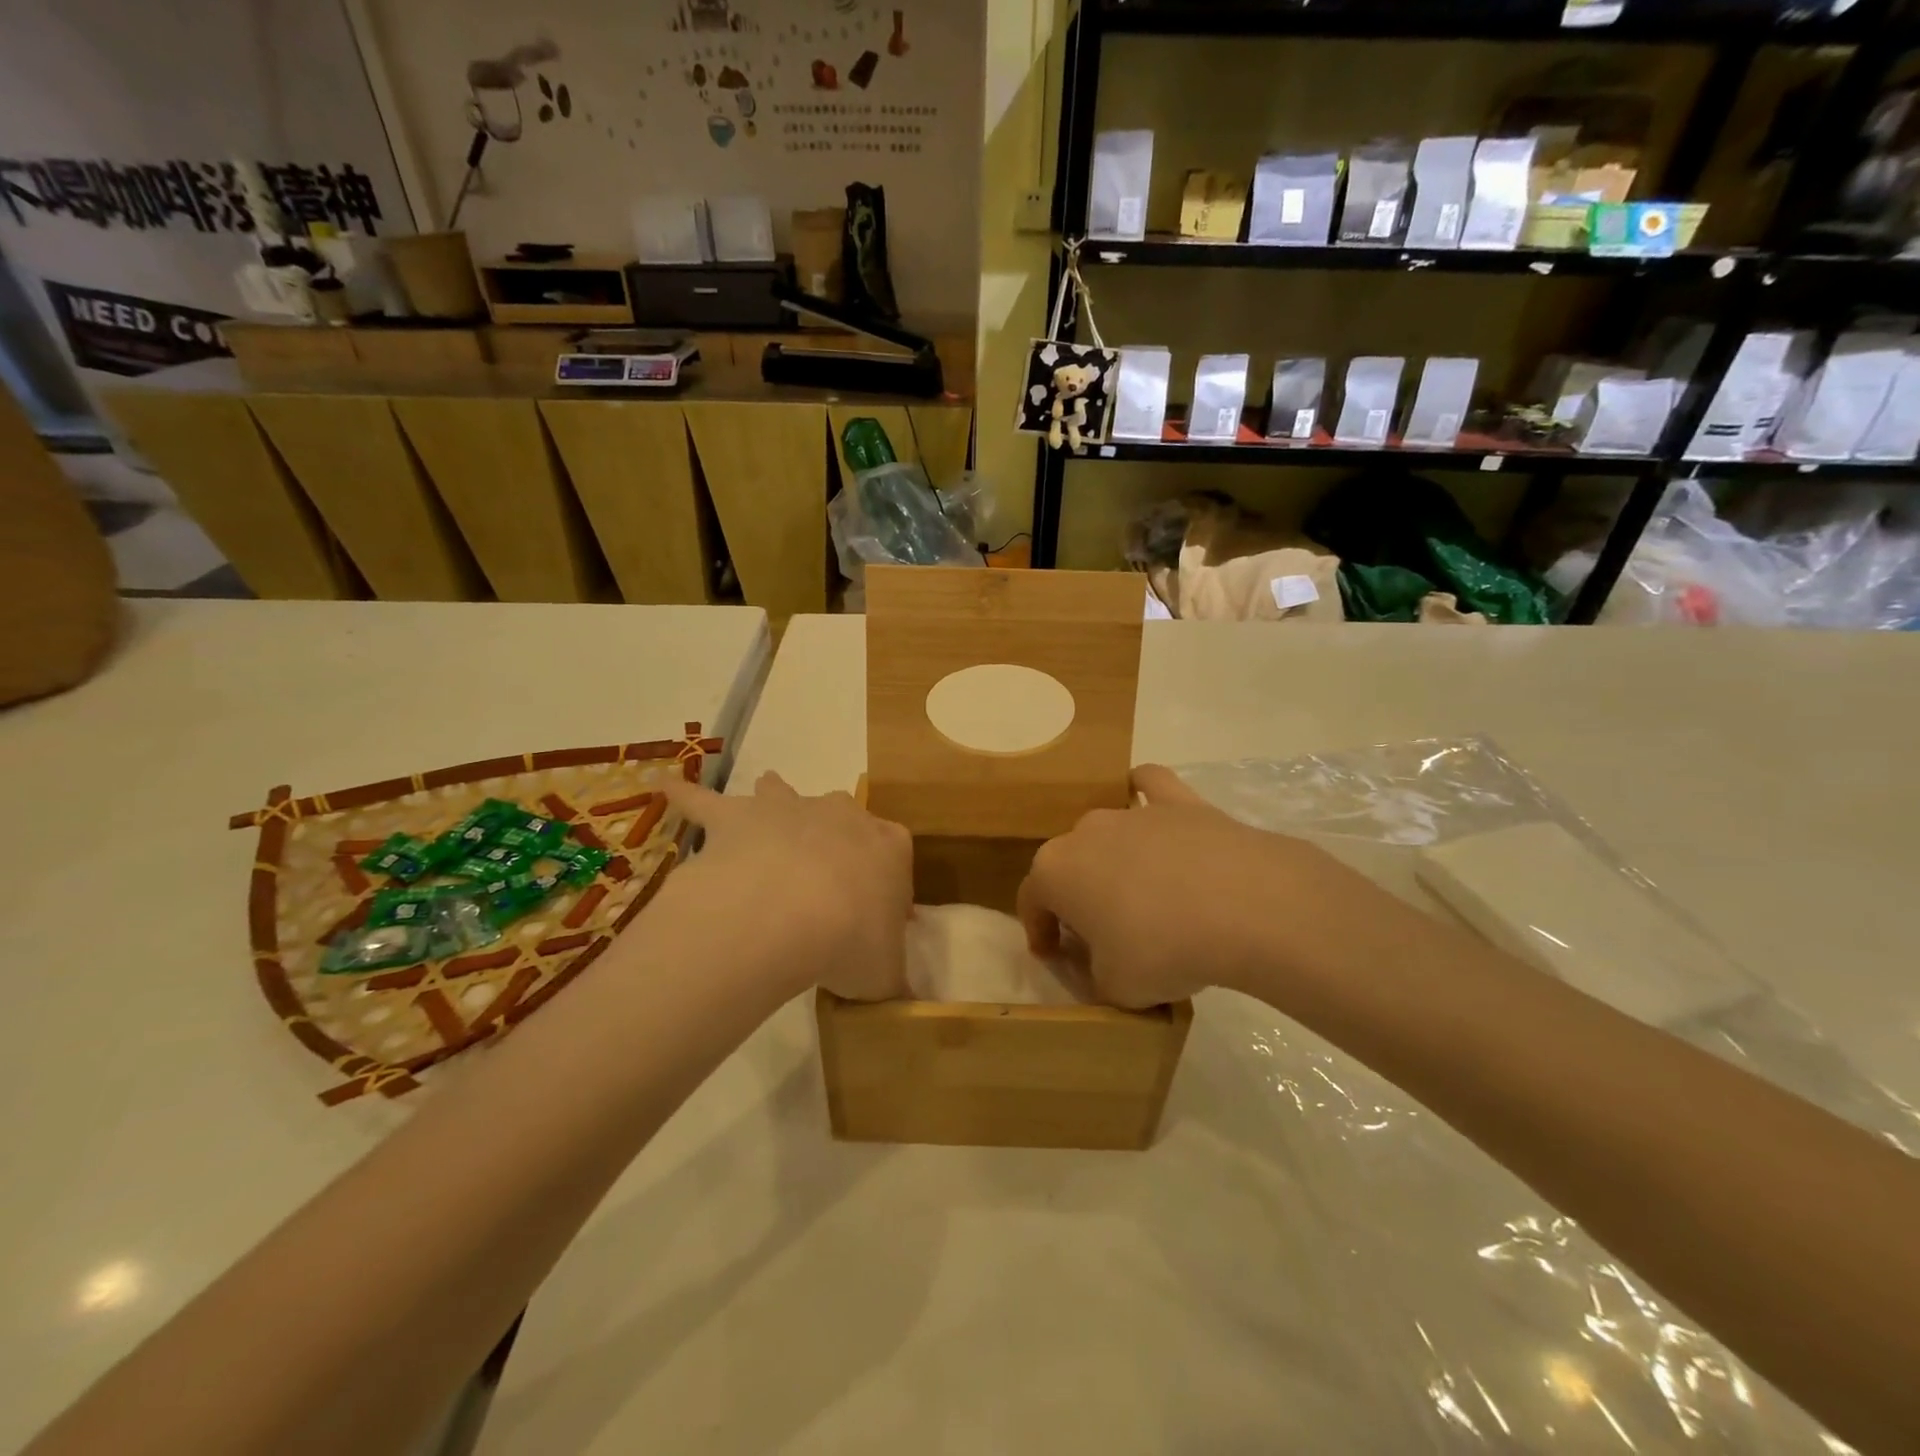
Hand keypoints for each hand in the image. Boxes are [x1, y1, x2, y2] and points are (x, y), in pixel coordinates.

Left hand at [662, 772, 912, 1001]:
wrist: (788, 914)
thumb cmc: (850, 940)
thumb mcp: (885, 975)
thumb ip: (892, 981)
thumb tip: (902, 1004)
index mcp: (889, 846)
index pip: (893, 856)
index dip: (884, 886)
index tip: (871, 918)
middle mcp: (842, 815)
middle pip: (841, 819)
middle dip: (833, 842)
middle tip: (819, 887)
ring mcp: (787, 809)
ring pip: (780, 793)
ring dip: (773, 801)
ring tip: (761, 813)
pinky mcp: (736, 816)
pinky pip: (704, 802)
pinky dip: (685, 796)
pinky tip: (665, 788)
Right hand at [1016, 764, 1396, 1006]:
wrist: (1244, 906)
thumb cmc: (1162, 949)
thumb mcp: (1116, 988)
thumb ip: (1095, 976)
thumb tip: (1101, 966)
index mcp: (1055, 871)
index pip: (1032, 901)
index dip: (1039, 930)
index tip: (1052, 955)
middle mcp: (1084, 831)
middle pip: (1070, 864)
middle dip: (1077, 896)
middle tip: (1103, 933)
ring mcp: (1132, 811)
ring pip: (1107, 831)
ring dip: (1111, 858)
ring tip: (1139, 892)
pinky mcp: (1179, 801)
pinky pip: (1150, 785)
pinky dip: (1146, 793)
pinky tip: (1156, 812)